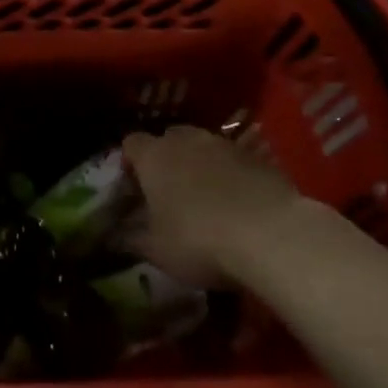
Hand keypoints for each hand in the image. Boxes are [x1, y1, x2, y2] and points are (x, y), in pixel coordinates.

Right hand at [121, 125, 357, 286]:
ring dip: (201, 165)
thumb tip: (115, 236)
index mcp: (154, 156)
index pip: (131, 143)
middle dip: (166, 158)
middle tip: (168, 189)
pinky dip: (231, 176)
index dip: (129, 161)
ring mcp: (226, 145)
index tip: (132, 185)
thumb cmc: (199, 239)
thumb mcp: (156, 250)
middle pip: (169, 138)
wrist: (272, 234)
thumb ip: (131, 239)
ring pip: (204, 147)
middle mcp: (187, 140)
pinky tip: (238, 204)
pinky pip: (235, 161)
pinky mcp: (259, 158)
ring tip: (205, 197)